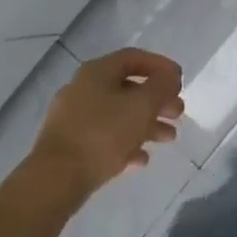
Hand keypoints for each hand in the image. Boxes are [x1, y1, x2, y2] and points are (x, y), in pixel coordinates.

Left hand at [27, 49, 183, 202]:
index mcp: (97, 72)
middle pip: (128, 88)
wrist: (56, 178)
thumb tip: (169, 77)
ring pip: (118, 115)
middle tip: (178, 112)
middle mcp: (83, 89)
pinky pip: (105, 138)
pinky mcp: (71, 145)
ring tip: (169, 138)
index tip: (180, 80)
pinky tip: (142, 159)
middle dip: (157, 100)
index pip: (134, 58)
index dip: (160, 66)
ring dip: (147, 124)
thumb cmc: (103, 134)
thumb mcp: (141, 106)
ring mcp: (74, 118)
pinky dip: (127, 144)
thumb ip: (161, 87)